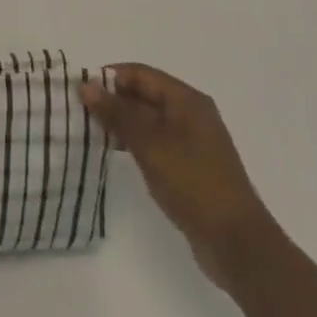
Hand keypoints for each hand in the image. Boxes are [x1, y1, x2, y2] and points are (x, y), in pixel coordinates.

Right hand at [81, 64, 269, 288]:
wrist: (236, 242)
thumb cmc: (193, 182)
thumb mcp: (150, 144)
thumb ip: (117, 113)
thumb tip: (86, 85)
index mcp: (186, 99)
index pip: (140, 74)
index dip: (109, 78)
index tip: (80, 90)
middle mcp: (191, 113)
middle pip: (144, 94)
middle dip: (112, 100)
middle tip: (79, 111)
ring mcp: (192, 141)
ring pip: (148, 119)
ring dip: (121, 122)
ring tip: (90, 131)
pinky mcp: (189, 166)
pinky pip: (155, 141)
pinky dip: (134, 142)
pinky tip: (114, 152)